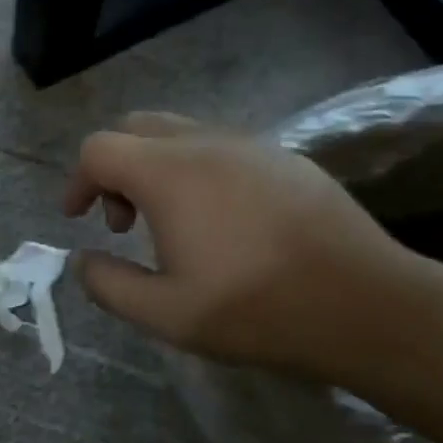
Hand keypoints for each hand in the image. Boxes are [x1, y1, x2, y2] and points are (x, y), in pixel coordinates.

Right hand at [63, 112, 429, 379]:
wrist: (365, 304)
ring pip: (180, 134)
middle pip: (136, 128)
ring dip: (157, 168)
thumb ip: (109, 285)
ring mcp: (249, 144)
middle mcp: (204, 141)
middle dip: (115, 169)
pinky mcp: (284, 157)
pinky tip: (222, 220)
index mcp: (167, 172)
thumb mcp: (167, 314)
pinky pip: (221, 146)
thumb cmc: (257, 309)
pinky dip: (197, 170)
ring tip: (173, 224)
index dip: (78, 181)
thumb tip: (82, 260)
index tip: (77, 218)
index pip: (99, 149)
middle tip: (125, 222)